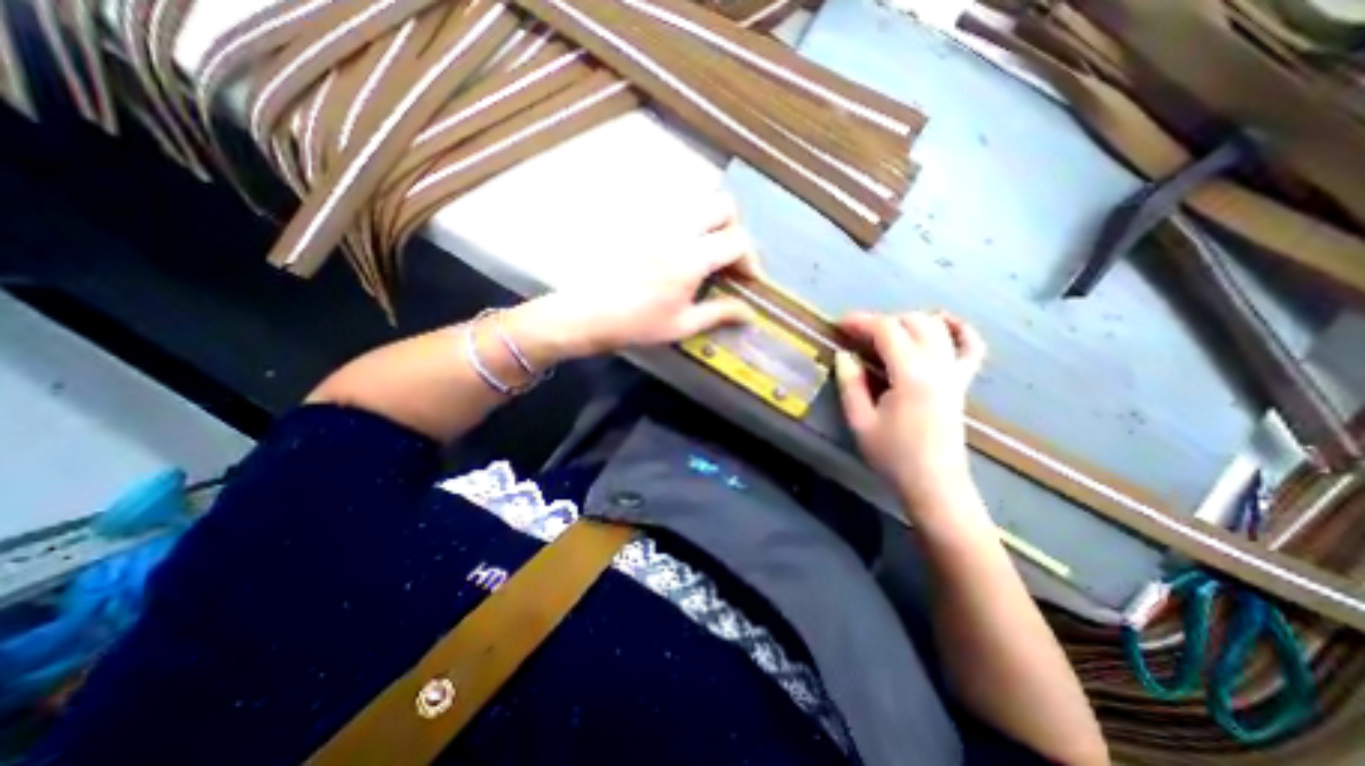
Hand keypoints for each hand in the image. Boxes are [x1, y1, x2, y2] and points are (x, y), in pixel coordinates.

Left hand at [512, 190, 763, 362]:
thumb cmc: (634, 324)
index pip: (737, 241)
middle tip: (728, 257)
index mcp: (692, 257)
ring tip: (704, 249)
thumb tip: (749, 312)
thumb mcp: (681, 325)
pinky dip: (684, 218)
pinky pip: (669, 204)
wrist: (583, 313)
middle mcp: (677, 228)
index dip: (750, 260)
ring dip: (710, 221)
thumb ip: (719, 313)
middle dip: (734, 229)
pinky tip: (676, 244)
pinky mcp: (635, 217)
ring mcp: (654, 218)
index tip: (748, 280)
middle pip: (722, 205)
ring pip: (696, 199)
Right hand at [839, 312, 988, 513]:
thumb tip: (843, 355)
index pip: (887, 330)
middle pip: (912, 322)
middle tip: (856, 336)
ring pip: (937, 327)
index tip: (839, 324)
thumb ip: (850, 383)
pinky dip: (958, 329)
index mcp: (911, 375)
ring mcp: (955, 372)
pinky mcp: (963, 382)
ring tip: (885, 334)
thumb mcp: (860, 421)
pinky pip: (971, 346)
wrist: (934, 484)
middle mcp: (938, 366)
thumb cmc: (893, 456)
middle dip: (881, 321)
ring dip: (908, 321)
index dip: (861, 321)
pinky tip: (942, 323)